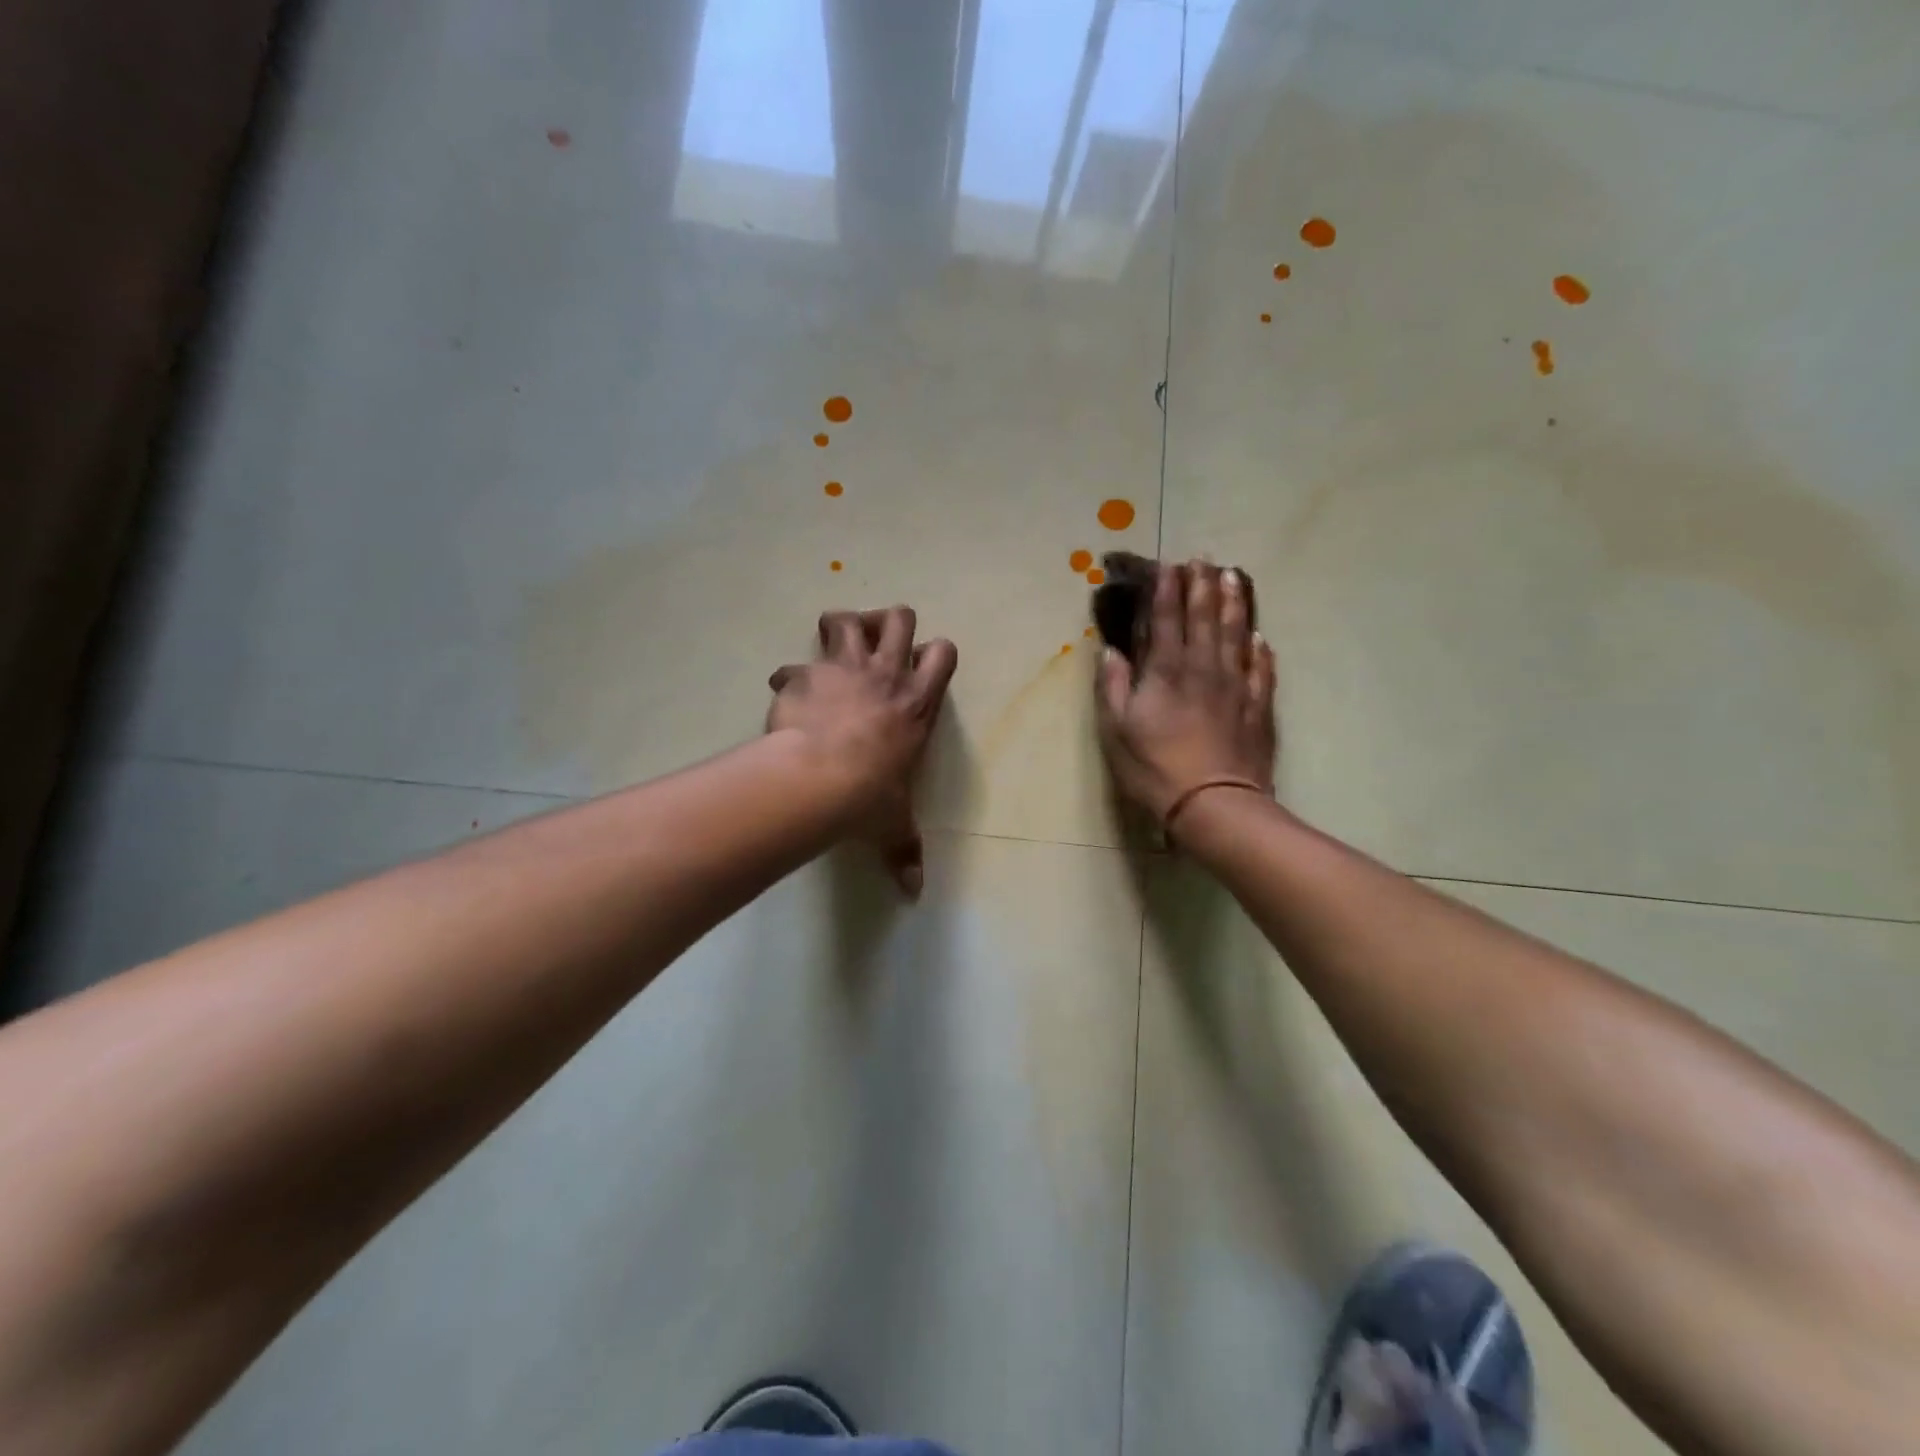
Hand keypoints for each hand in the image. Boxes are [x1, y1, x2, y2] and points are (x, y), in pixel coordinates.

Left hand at [768, 606, 958, 894]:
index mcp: (916, 703)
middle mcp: (885, 676)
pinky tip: (784, 694)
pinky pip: (793, 665)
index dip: (932, 653)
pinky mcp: (805, 675)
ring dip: (839, 627)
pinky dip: (789, 676)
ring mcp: (844, 669)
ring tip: (830, 649)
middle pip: (899, 618)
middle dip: (888, 622)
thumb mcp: (893, 823)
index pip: (943, 654)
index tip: (916, 669)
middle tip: (875, 644)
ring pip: (846, 619)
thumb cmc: (870, 796)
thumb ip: (904, 850)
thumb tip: (914, 893)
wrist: (821, 778)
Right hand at [1094, 559, 1276, 828]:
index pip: (1167, 619)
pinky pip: (1262, 670)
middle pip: (1205, 618)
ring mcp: (1236, 686)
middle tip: (1204, 560)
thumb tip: (1110, 651)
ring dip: (1234, 604)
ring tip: (1234, 578)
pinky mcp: (1257, 708)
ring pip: (1236, 635)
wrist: (1214, 804)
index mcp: (1166, 671)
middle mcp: (1203, 668)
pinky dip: (1261, 651)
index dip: (1167, 590)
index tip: (1169, 565)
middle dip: (1203, 586)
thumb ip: (1113, 686)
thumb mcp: (1116, 730)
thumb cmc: (1155, 768)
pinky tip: (1261, 637)